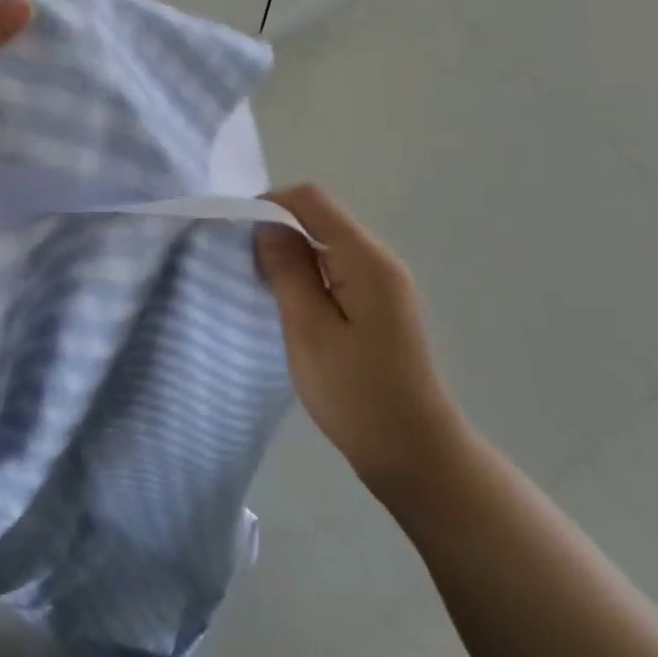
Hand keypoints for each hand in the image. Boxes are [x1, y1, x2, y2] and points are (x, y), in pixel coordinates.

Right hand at [257, 185, 469, 506]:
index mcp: (366, 260)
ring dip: (292, 254)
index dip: (270, 204)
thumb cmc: (358, 395)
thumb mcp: (309, 331)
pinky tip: (293, 307)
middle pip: (320, 217)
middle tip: (249, 269)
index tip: (240, 237)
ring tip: (266, 289)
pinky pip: (336, 267)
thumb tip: (268, 224)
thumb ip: (287, 270)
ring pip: (326, 242)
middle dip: (278, 230)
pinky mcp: (379, 304)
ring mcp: (383, 283)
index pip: (312, 200)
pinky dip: (308, 274)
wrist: (417, 456)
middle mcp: (379, 260)